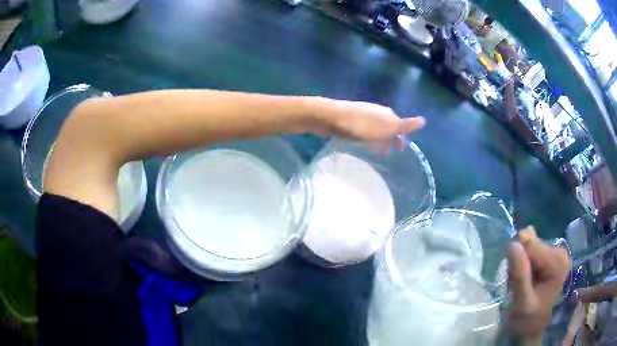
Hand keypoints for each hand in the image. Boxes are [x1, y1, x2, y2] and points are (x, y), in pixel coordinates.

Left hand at [310, 98, 424, 141]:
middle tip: (387, 154)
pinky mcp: (349, 119)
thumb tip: (424, 120)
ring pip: (374, 128)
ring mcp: (362, 114)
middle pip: (386, 126)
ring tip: (374, 152)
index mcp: (386, 113)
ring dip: (376, 139)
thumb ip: (404, 126)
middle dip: (388, 139)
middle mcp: (376, 112)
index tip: (401, 150)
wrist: (331, 117)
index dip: (400, 137)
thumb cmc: (360, 125)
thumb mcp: (386, 128)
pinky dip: (365, 138)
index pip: (399, 125)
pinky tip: (359, 144)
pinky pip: (362, 130)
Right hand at [507, 227, 569, 344]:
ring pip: (530, 247)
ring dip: (521, 264)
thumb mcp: (520, 304)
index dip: (517, 261)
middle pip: (532, 244)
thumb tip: (513, 244)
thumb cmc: (525, 322)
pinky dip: (524, 264)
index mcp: (557, 262)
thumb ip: (519, 275)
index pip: (531, 245)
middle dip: (520, 262)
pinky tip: (526, 279)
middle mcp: (560, 253)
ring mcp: (556, 255)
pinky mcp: (551, 259)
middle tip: (518, 285)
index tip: (514, 281)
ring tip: (522, 284)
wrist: (529, 333)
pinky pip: (532, 251)